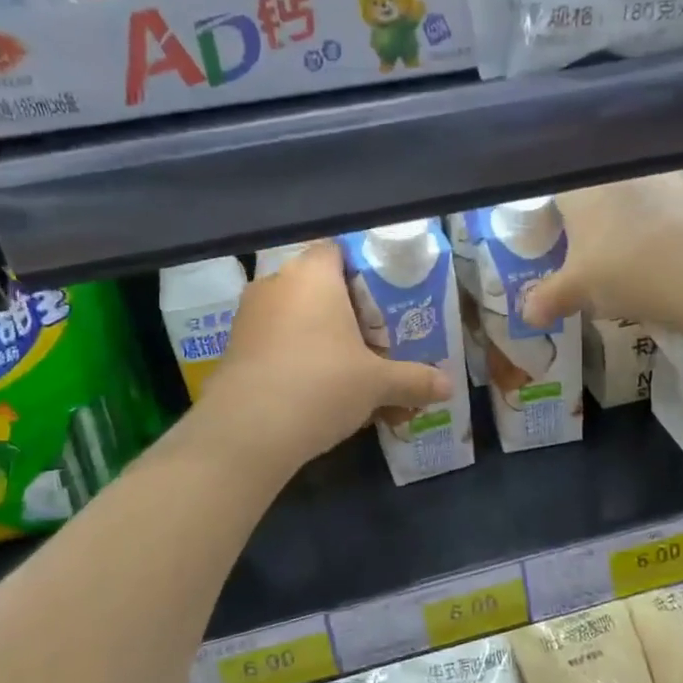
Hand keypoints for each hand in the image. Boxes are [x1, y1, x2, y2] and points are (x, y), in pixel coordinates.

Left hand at [202, 241, 449, 469]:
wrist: (247, 431)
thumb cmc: (322, 385)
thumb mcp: (378, 383)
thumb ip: (414, 380)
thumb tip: (448, 387)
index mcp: (312, 275)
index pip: (336, 251)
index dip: (361, 271)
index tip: (382, 302)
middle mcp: (276, 285)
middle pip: (317, 287)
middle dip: (346, 314)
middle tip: (373, 343)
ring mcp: (249, 317)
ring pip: (296, 319)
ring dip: (321, 341)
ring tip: (350, 375)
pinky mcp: (234, 350)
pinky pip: (275, 344)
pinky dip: (297, 361)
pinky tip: (318, 395)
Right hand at [521, 175, 682, 326]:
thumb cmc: (621, 268)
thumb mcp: (576, 290)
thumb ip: (547, 298)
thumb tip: (526, 314)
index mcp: (578, 186)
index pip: (554, 192)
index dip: (552, 218)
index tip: (555, 244)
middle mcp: (615, 172)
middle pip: (594, 194)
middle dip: (591, 223)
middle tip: (590, 258)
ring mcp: (659, 178)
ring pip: (632, 199)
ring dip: (628, 224)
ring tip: (630, 261)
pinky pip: (665, 210)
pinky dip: (660, 230)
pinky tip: (663, 258)